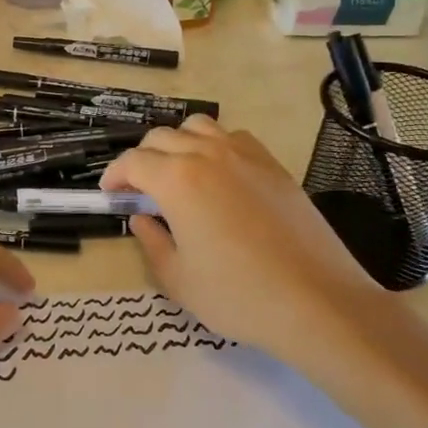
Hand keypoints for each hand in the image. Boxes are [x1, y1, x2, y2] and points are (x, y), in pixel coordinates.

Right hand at [101, 117, 377, 370]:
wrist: (316, 300)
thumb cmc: (238, 295)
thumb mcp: (178, 279)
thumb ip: (151, 242)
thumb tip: (142, 219)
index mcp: (177, 180)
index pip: (133, 162)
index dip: (115, 175)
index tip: (111, 194)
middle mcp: (207, 155)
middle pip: (161, 137)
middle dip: (142, 159)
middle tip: (140, 189)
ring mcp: (244, 155)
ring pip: (198, 127)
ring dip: (178, 143)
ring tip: (178, 174)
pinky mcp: (273, 164)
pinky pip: (233, 137)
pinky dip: (214, 146)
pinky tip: (219, 176)